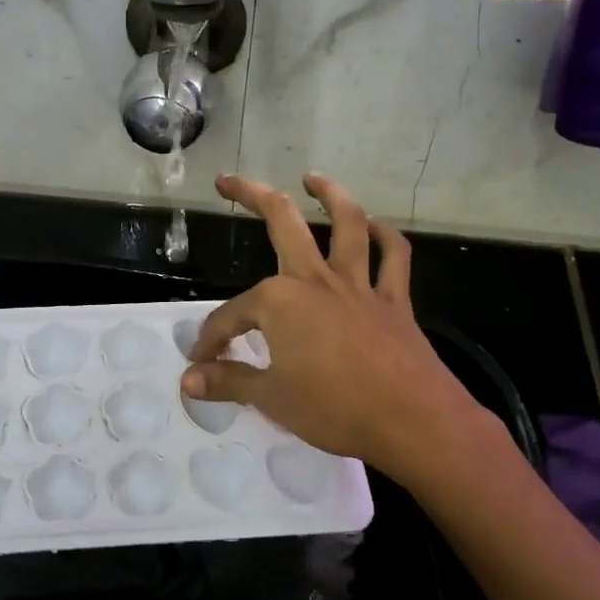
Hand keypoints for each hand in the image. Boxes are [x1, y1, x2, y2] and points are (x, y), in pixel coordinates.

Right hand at [180, 173, 501, 482]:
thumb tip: (187, 380)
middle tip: (229, 181)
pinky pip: (393, 257)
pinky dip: (386, 237)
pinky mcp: (394, 300)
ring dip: (330, 195)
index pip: (231, 316)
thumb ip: (228, 381)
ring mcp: (358, 285)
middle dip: (250, 195)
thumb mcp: (271, 398)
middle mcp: (315, 280)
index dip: (212, 340)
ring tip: (313, 178)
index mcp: (279, 301)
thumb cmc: (335, 409)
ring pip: (347, 223)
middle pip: (282, 222)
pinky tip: (376, 227)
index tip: (202, 364)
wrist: (413, 421)